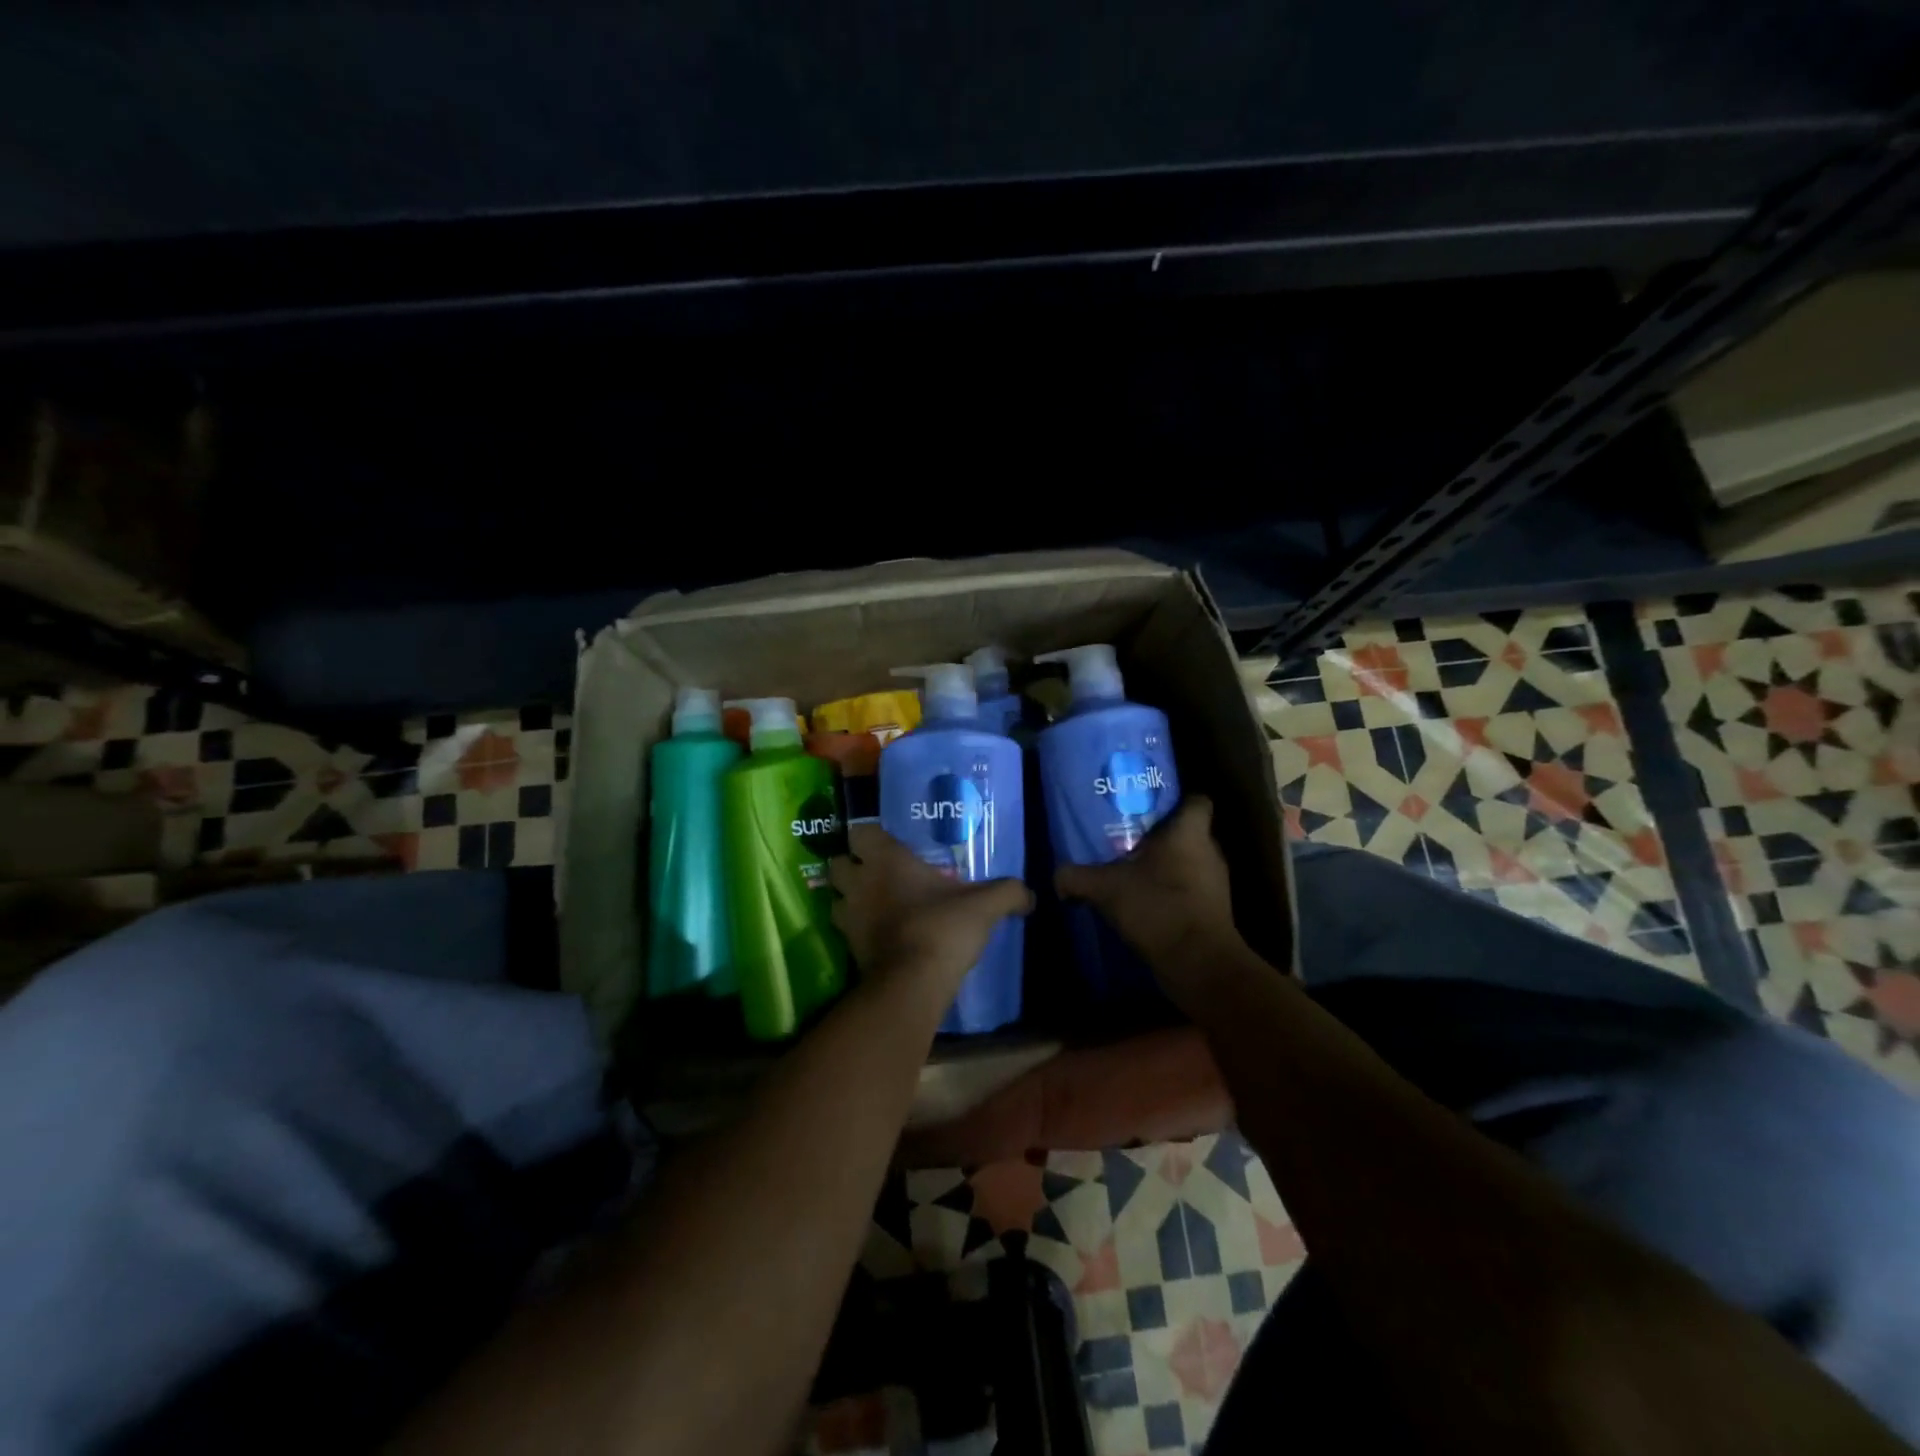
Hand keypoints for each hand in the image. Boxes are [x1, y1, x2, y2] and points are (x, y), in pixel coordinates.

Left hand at [829, 824, 1033, 991]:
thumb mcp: (985, 906)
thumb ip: (1008, 893)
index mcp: (886, 859)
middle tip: (876, 873)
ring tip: (873, 905)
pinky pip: (845, 930)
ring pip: (836, 897)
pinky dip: (856, 930)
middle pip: (837, 863)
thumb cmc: (943, 927)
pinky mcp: (848, 948)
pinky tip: (878, 935)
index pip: (859, 832)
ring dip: (849, 899)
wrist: (913, 982)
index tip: (887, 844)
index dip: (869, 836)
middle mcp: (860, 882)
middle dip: (852, 866)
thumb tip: (1031, 895)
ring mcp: (848, 916)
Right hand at [1054, 796, 1242, 983]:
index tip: (1149, 805)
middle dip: (1161, 834)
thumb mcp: (1104, 888)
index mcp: (1190, 833)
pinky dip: (1171, 892)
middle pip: (1189, 832)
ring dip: (1166, 865)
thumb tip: (1056, 876)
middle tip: (1129, 837)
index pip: (1196, 800)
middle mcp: (1210, 851)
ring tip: (1132, 869)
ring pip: (1190, 862)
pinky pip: (1190, 889)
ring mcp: (1215, 884)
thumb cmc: (1158, 908)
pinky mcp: (1213, 911)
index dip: (1176, 799)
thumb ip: (1076, 877)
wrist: (1199, 965)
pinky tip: (1144, 901)